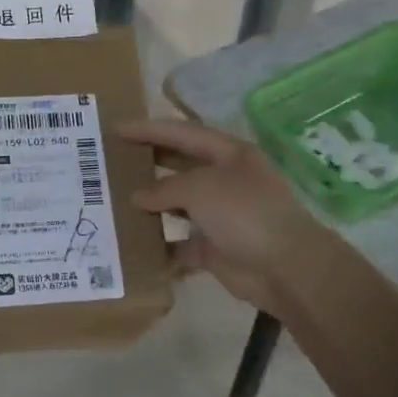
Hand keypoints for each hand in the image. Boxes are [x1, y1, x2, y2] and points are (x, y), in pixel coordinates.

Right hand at [121, 118, 344, 319]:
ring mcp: (221, 214)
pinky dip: (160, 244)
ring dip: (151, 204)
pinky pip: (180, 242)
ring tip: (115, 200)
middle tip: (112, 160)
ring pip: (178, 204)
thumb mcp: (200, 188)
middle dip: (149, 161)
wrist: (284, 267)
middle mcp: (225, 180)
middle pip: (180, 165)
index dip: (149, 129)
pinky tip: (133, 242)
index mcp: (229, 154)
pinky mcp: (215, 247)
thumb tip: (138, 198)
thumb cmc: (244, 213)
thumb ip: (164, 188)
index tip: (116, 129)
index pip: (183, 133)